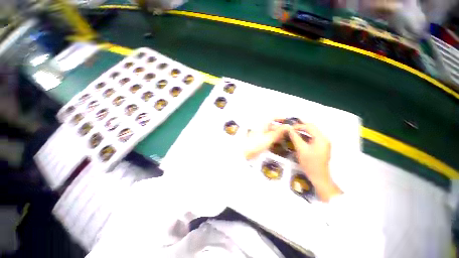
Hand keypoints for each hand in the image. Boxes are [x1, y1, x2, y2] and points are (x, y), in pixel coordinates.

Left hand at [244, 122, 289, 159]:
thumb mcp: (269, 138)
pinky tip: (280, 142)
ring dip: (279, 134)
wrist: (246, 152)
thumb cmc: (256, 144)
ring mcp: (261, 134)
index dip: (281, 118)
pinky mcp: (261, 140)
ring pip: (272, 132)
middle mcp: (262, 127)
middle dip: (281, 128)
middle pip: (273, 125)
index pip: (273, 117)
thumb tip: (288, 126)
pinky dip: (275, 139)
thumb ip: (279, 132)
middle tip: (290, 133)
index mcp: (263, 124)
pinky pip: (269, 137)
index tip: (288, 122)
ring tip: (287, 138)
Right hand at [288, 123, 341, 201]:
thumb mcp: (300, 149)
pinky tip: (298, 137)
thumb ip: (295, 137)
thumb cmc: (309, 163)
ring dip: (302, 131)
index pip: (309, 126)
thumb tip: (288, 128)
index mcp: (321, 138)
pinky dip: (305, 136)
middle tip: (290, 128)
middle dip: (300, 127)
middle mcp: (324, 138)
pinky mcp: (321, 146)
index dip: (298, 126)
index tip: (289, 128)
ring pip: (312, 132)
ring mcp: (323, 143)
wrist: (318, 176)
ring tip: (292, 131)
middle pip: (312, 128)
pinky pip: (312, 138)